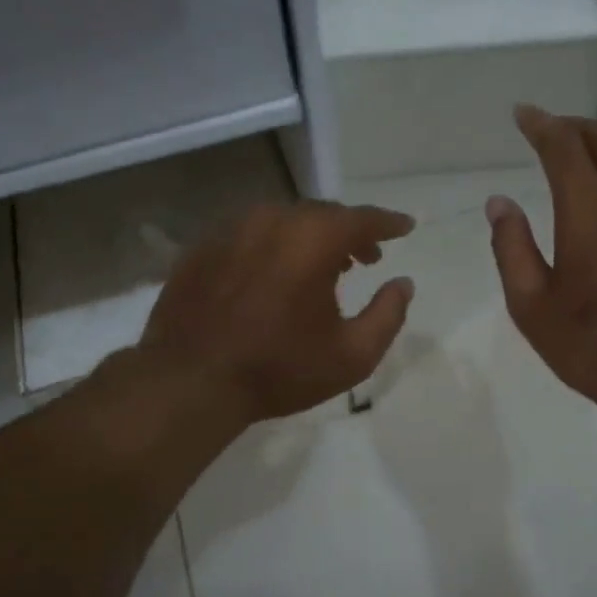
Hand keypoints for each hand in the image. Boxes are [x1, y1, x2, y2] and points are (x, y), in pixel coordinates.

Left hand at [139, 200, 415, 423]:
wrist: (192, 381)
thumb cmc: (280, 369)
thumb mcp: (352, 355)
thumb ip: (388, 314)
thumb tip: (403, 283)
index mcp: (313, 239)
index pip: (362, 218)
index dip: (389, 222)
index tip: (405, 227)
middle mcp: (272, 220)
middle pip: (322, 214)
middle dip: (349, 232)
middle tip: (364, 257)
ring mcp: (231, 230)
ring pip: (283, 221)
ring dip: (309, 238)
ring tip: (321, 267)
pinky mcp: (202, 247)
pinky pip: (249, 236)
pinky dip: (272, 247)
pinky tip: (273, 276)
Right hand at [486, 106, 596, 420]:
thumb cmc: (593, 346)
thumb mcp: (532, 306)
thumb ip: (512, 247)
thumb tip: (500, 203)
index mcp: (591, 212)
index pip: (564, 146)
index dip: (541, 124)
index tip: (523, 114)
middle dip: (574, 128)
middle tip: (550, 132)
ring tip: (581, 166)